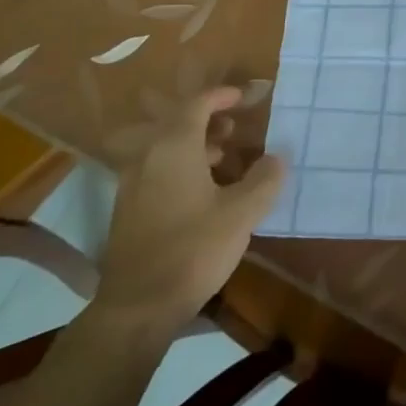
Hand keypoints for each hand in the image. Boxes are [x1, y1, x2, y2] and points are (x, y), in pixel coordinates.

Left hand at [87, 86, 284, 341]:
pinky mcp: (129, 212)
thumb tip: (276, 157)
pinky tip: (204, 194)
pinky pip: (158, 172)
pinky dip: (182, 169)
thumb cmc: (193, 249)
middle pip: (178, 125)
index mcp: (174, 148)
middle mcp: (148, 158)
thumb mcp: (241, 213)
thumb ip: (264, 179)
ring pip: (167, 151)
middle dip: (209, 122)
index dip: (222, 96)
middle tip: (236, 131)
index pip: (197, 105)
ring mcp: (132, 186)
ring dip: (196, 147)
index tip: (245, 97)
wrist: (137, 308)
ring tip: (226, 161)